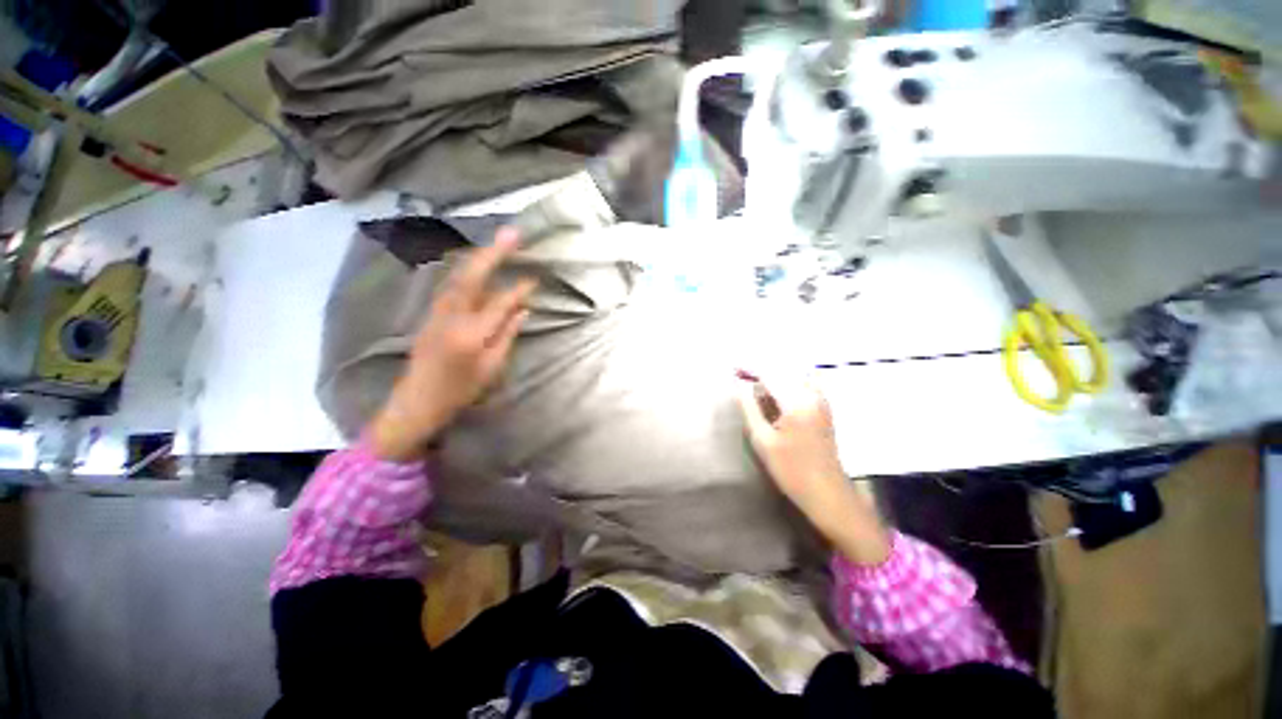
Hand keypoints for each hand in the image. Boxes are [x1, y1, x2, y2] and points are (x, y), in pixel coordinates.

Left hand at [369, 228, 535, 461]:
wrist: (417, 401)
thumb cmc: (460, 390)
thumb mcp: (491, 367)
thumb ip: (507, 335)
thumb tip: (523, 310)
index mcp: (472, 334)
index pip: (499, 303)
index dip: (518, 290)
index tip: (533, 279)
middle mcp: (452, 316)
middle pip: (473, 277)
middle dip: (493, 253)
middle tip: (512, 233)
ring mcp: (437, 312)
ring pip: (459, 276)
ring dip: (479, 257)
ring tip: (497, 243)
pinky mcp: (431, 313)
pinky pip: (452, 285)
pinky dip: (467, 271)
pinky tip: (477, 265)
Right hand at [737, 372, 890, 564]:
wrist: (827, 492)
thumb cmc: (791, 469)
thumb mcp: (762, 440)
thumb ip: (749, 407)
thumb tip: (738, 385)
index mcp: (797, 401)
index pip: (770, 373)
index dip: (750, 368)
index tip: (733, 368)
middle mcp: (813, 394)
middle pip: (783, 370)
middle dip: (760, 369)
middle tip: (740, 374)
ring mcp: (822, 400)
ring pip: (794, 375)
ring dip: (774, 375)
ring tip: (754, 381)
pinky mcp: (824, 408)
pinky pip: (803, 384)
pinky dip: (787, 382)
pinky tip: (775, 391)